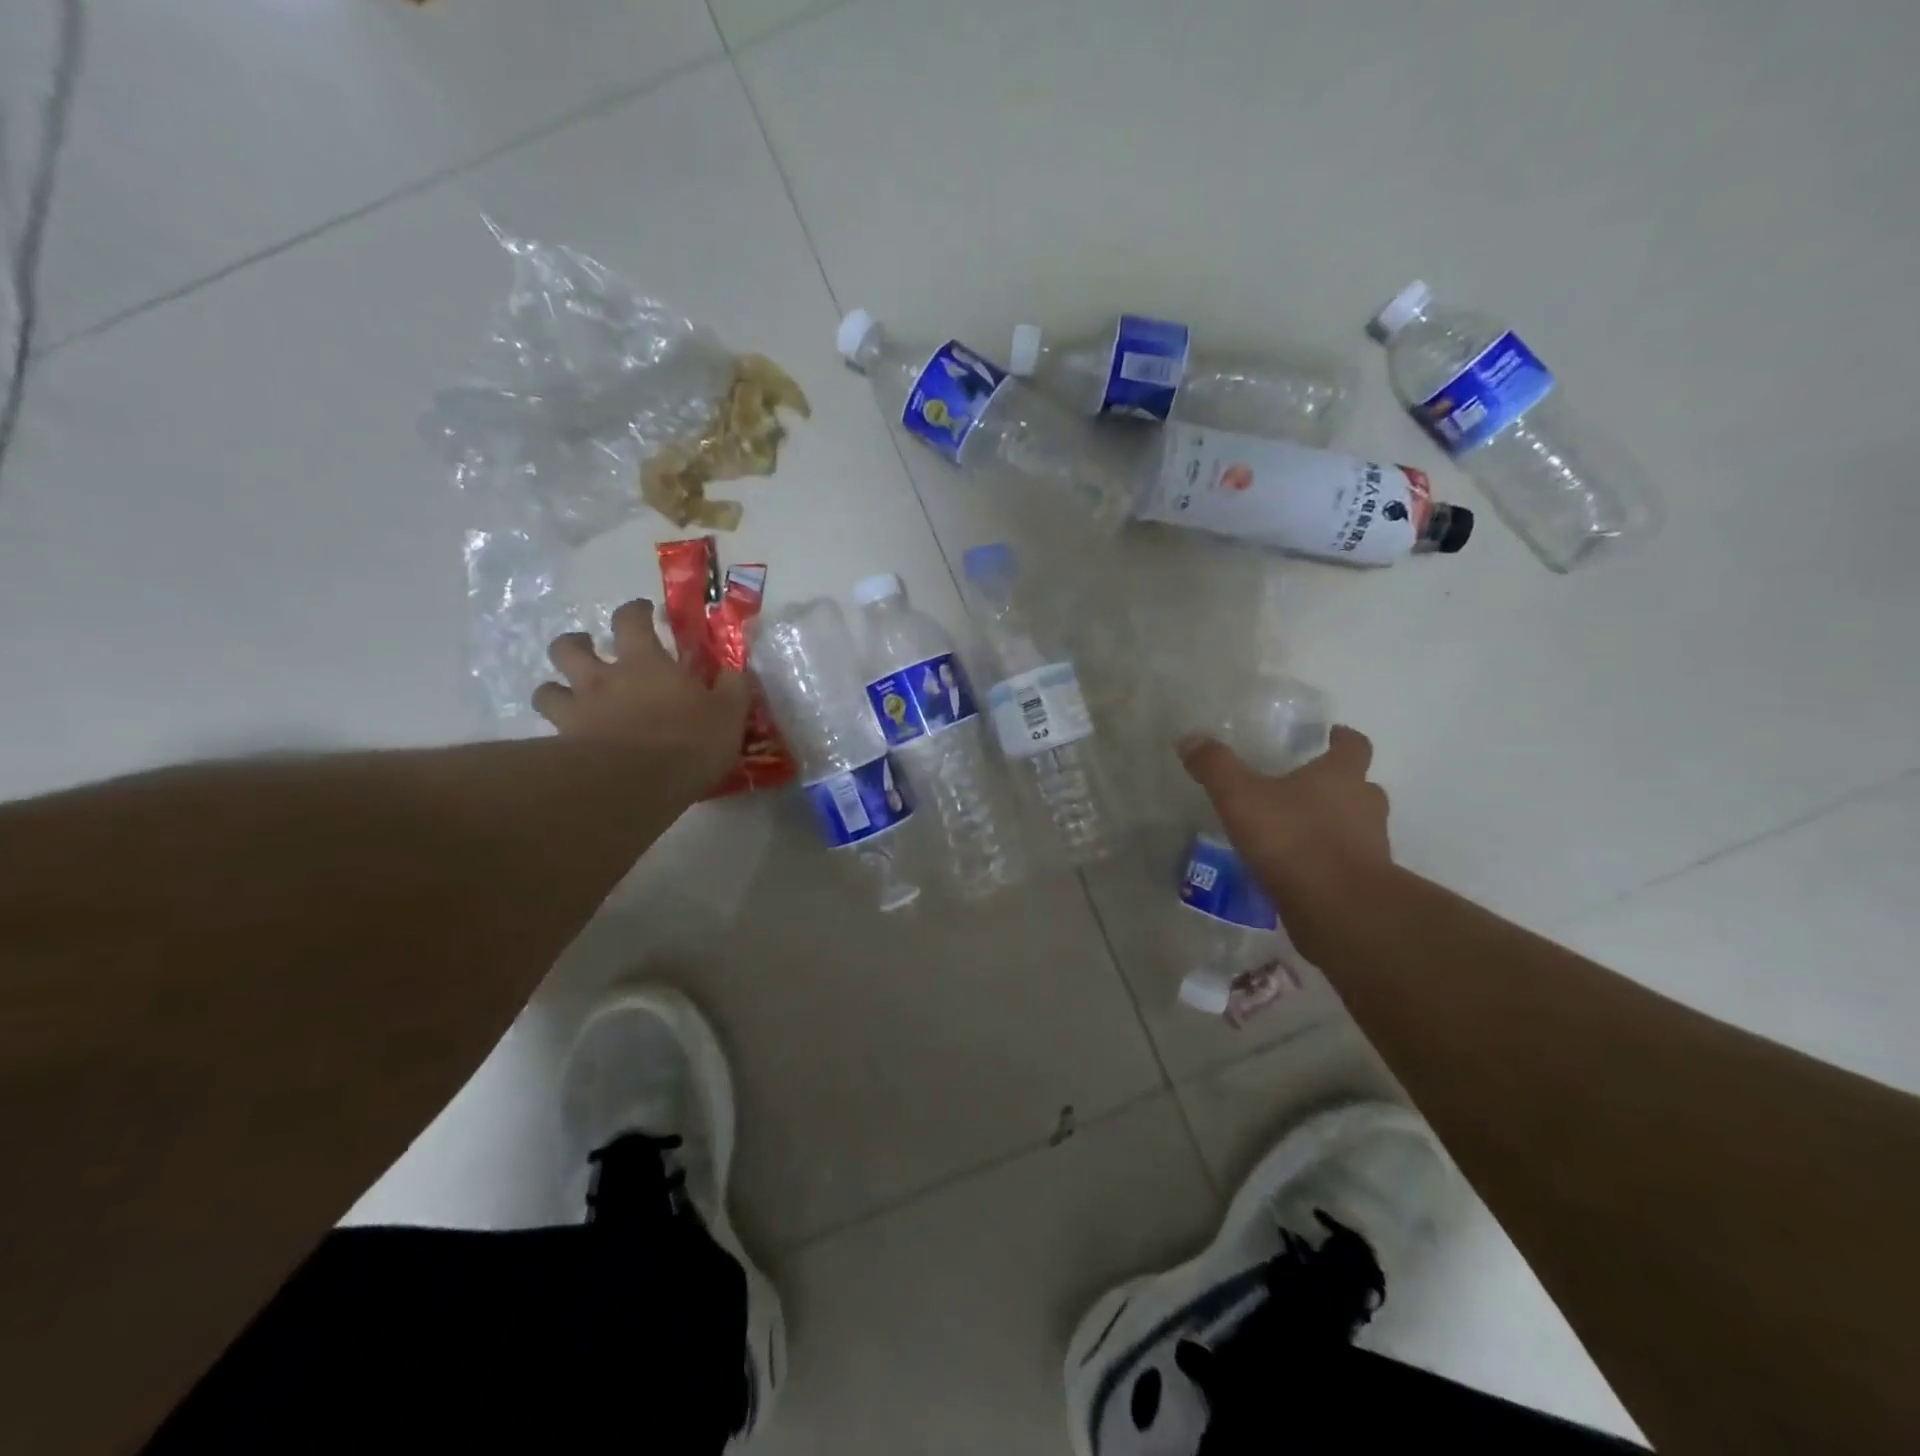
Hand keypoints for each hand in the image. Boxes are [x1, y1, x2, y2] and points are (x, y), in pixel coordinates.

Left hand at [533, 599, 750, 798]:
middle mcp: (603, 679)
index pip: (630, 619)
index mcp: (645, 662)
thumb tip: (734, 670)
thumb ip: (732, 687)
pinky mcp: (564, 745)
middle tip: (591, 650)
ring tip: (570, 696)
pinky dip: (556, 732)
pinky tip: (571, 742)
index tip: (644, 612)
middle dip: (576, 644)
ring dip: (556, 687)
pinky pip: (549, 732)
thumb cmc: (690, 740)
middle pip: (570, 647)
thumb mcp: (729, 712)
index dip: (635, 611)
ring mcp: (579, 711)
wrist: (640, 783)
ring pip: (547, 688)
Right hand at [1179, 725, 1392, 902]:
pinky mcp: (1364, 883)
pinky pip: (1344, 863)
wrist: (1339, 909)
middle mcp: (1365, 805)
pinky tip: (1294, 869)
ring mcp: (1371, 846)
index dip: (1341, 739)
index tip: (1328, 737)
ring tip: (1293, 832)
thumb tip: (1191, 738)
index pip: (1354, 745)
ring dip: (1332, 825)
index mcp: (1342, 775)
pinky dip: (1325, 861)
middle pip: (1358, 786)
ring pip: (1355, 826)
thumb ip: (1216, 767)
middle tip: (1300, 788)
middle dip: (1335, 786)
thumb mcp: (1241, 797)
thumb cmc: (1294, 839)